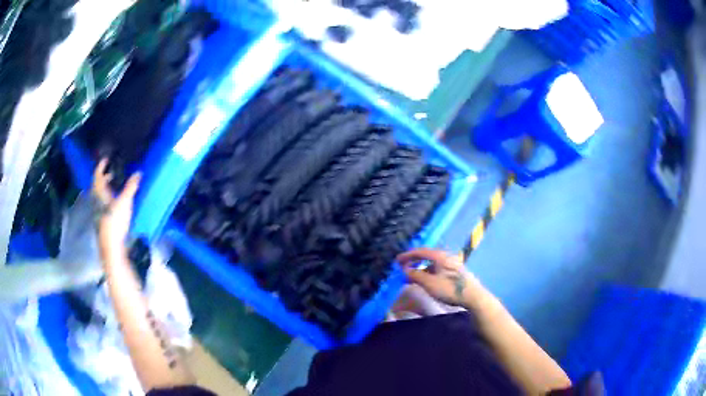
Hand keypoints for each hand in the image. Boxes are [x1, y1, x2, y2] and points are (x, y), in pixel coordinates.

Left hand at [92, 159, 140, 250]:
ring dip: (107, 189)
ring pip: (100, 196)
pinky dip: (108, 199)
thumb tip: (138, 172)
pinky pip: (103, 204)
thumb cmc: (115, 221)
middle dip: (105, 177)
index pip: (98, 175)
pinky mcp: (102, 220)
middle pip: (98, 185)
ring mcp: (98, 211)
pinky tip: (115, 202)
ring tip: (116, 186)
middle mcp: (97, 200)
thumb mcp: (125, 202)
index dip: (101, 166)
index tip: (106, 159)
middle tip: (114, 172)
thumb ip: (131, 187)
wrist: (110, 246)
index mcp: (99, 193)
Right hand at [397, 248, 484, 307]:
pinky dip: (428, 271)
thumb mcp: (430, 283)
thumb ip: (416, 275)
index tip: (396, 261)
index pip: (420, 251)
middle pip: (426, 255)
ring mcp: (451, 263)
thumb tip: (405, 270)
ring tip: (412, 276)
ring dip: (420, 267)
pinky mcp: (455, 271)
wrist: (473, 296)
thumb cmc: (450, 289)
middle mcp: (445, 256)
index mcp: (439, 256)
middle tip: (403, 267)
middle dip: (413, 261)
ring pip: (432, 263)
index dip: (407, 255)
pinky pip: (437, 268)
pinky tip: (425, 280)